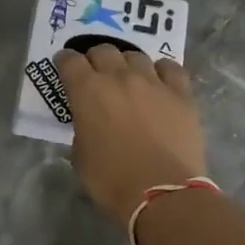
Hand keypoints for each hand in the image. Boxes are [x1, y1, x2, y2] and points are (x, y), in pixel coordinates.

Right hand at [54, 47, 206, 228]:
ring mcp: (152, 82)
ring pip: (136, 56)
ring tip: (128, 78)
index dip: (64, 61)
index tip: (64, 66)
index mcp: (87, 91)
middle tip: (95, 73)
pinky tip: (159, 81)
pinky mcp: (181, 94)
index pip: (69, 61)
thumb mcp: (80, 156)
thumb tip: (91, 124)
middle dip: (95, 59)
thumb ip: (82, 129)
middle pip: (103, 50)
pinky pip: (170, 68)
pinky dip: (161, 71)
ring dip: (127, 64)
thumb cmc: (111, 180)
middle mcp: (118, 77)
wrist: (162, 193)